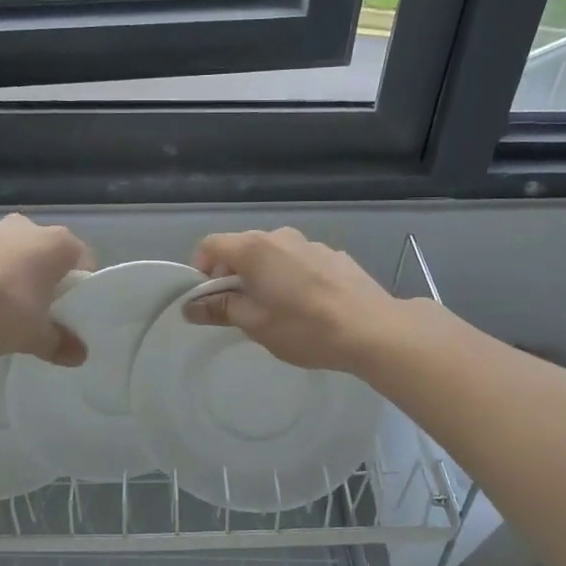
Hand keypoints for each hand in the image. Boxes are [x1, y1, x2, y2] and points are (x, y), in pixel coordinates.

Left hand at [0, 215, 94, 364]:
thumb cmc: (1, 307)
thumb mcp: (34, 335)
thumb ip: (59, 343)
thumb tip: (79, 356)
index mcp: (60, 243)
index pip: (84, 263)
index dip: (80, 290)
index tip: (69, 314)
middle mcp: (31, 227)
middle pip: (49, 256)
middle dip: (47, 282)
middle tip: (40, 314)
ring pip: (18, 255)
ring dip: (16, 278)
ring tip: (5, 312)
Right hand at [184, 227, 397, 371]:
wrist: (373, 329)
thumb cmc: (306, 328)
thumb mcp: (256, 324)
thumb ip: (221, 309)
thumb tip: (191, 305)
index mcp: (255, 249)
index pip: (211, 244)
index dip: (200, 269)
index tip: (208, 298)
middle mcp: (280, 236)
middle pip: (242, 247)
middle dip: (232, 274)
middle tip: (239, 309)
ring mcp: (311, 243)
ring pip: (273, 254)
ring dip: (264, 275)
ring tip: (276, 309)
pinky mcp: (335, 255)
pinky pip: (299, 260)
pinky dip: (291, 276)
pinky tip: (308, 305)